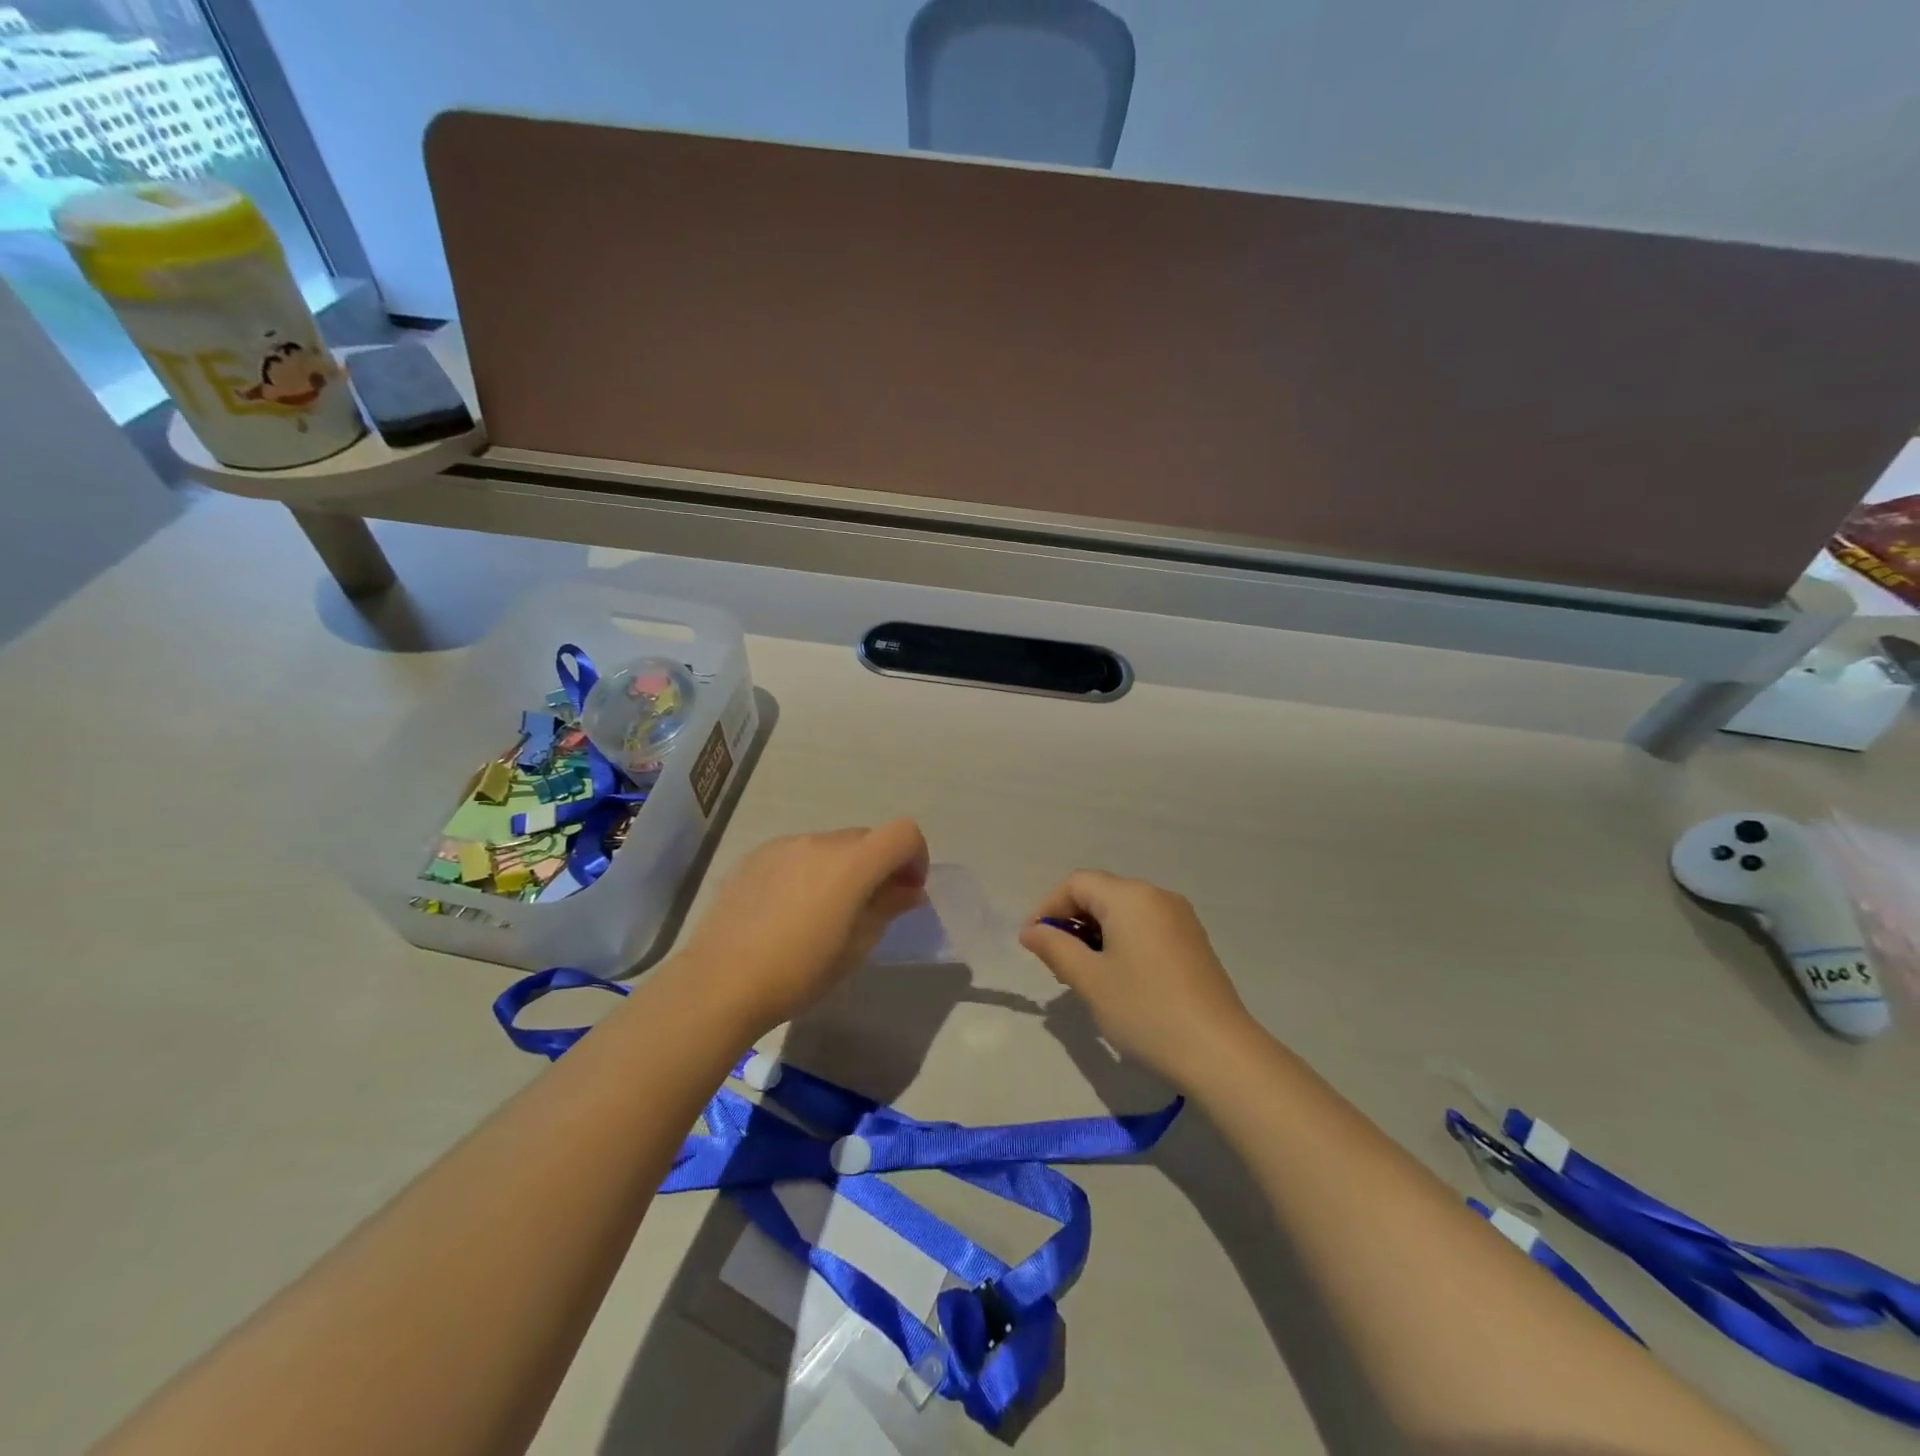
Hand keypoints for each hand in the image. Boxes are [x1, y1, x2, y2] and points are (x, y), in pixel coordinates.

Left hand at [671, 819, 929, 1038]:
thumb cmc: (799, 972)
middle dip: (878, 865)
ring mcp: (783, 845)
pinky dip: (808, 871)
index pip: (904, 833)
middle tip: (870, 907)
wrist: (720, 983)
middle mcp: (819, 842)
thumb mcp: (856, 948)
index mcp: (851, 863)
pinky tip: (788, 910)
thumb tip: (908, 890)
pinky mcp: (755, 856)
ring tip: (823, 912)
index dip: (916, 857)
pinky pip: (797, 854)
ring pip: (830, 846)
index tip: (907, 891)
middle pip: (866, 839)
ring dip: (842, 868)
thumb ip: (887, 908)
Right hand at [1020, 870, 1253, 1089]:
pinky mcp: (1194, 941)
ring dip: (1096, 931)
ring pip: (1124, 910)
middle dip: (1071, 919)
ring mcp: (1181, 918)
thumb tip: (1031, 930)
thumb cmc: (1145, 1010)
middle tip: (1055, 959)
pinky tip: (1119, 976)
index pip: (1077, 883)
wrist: (1219, 1052)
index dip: (1048, 906)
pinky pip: (1146, 926)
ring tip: (1083, 971)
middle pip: (1102, 892)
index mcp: (1130, 897)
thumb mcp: (1090, 980)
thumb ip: (1055, 948)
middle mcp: (1157, 896)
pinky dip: (1122, 939)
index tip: (1032, 941)